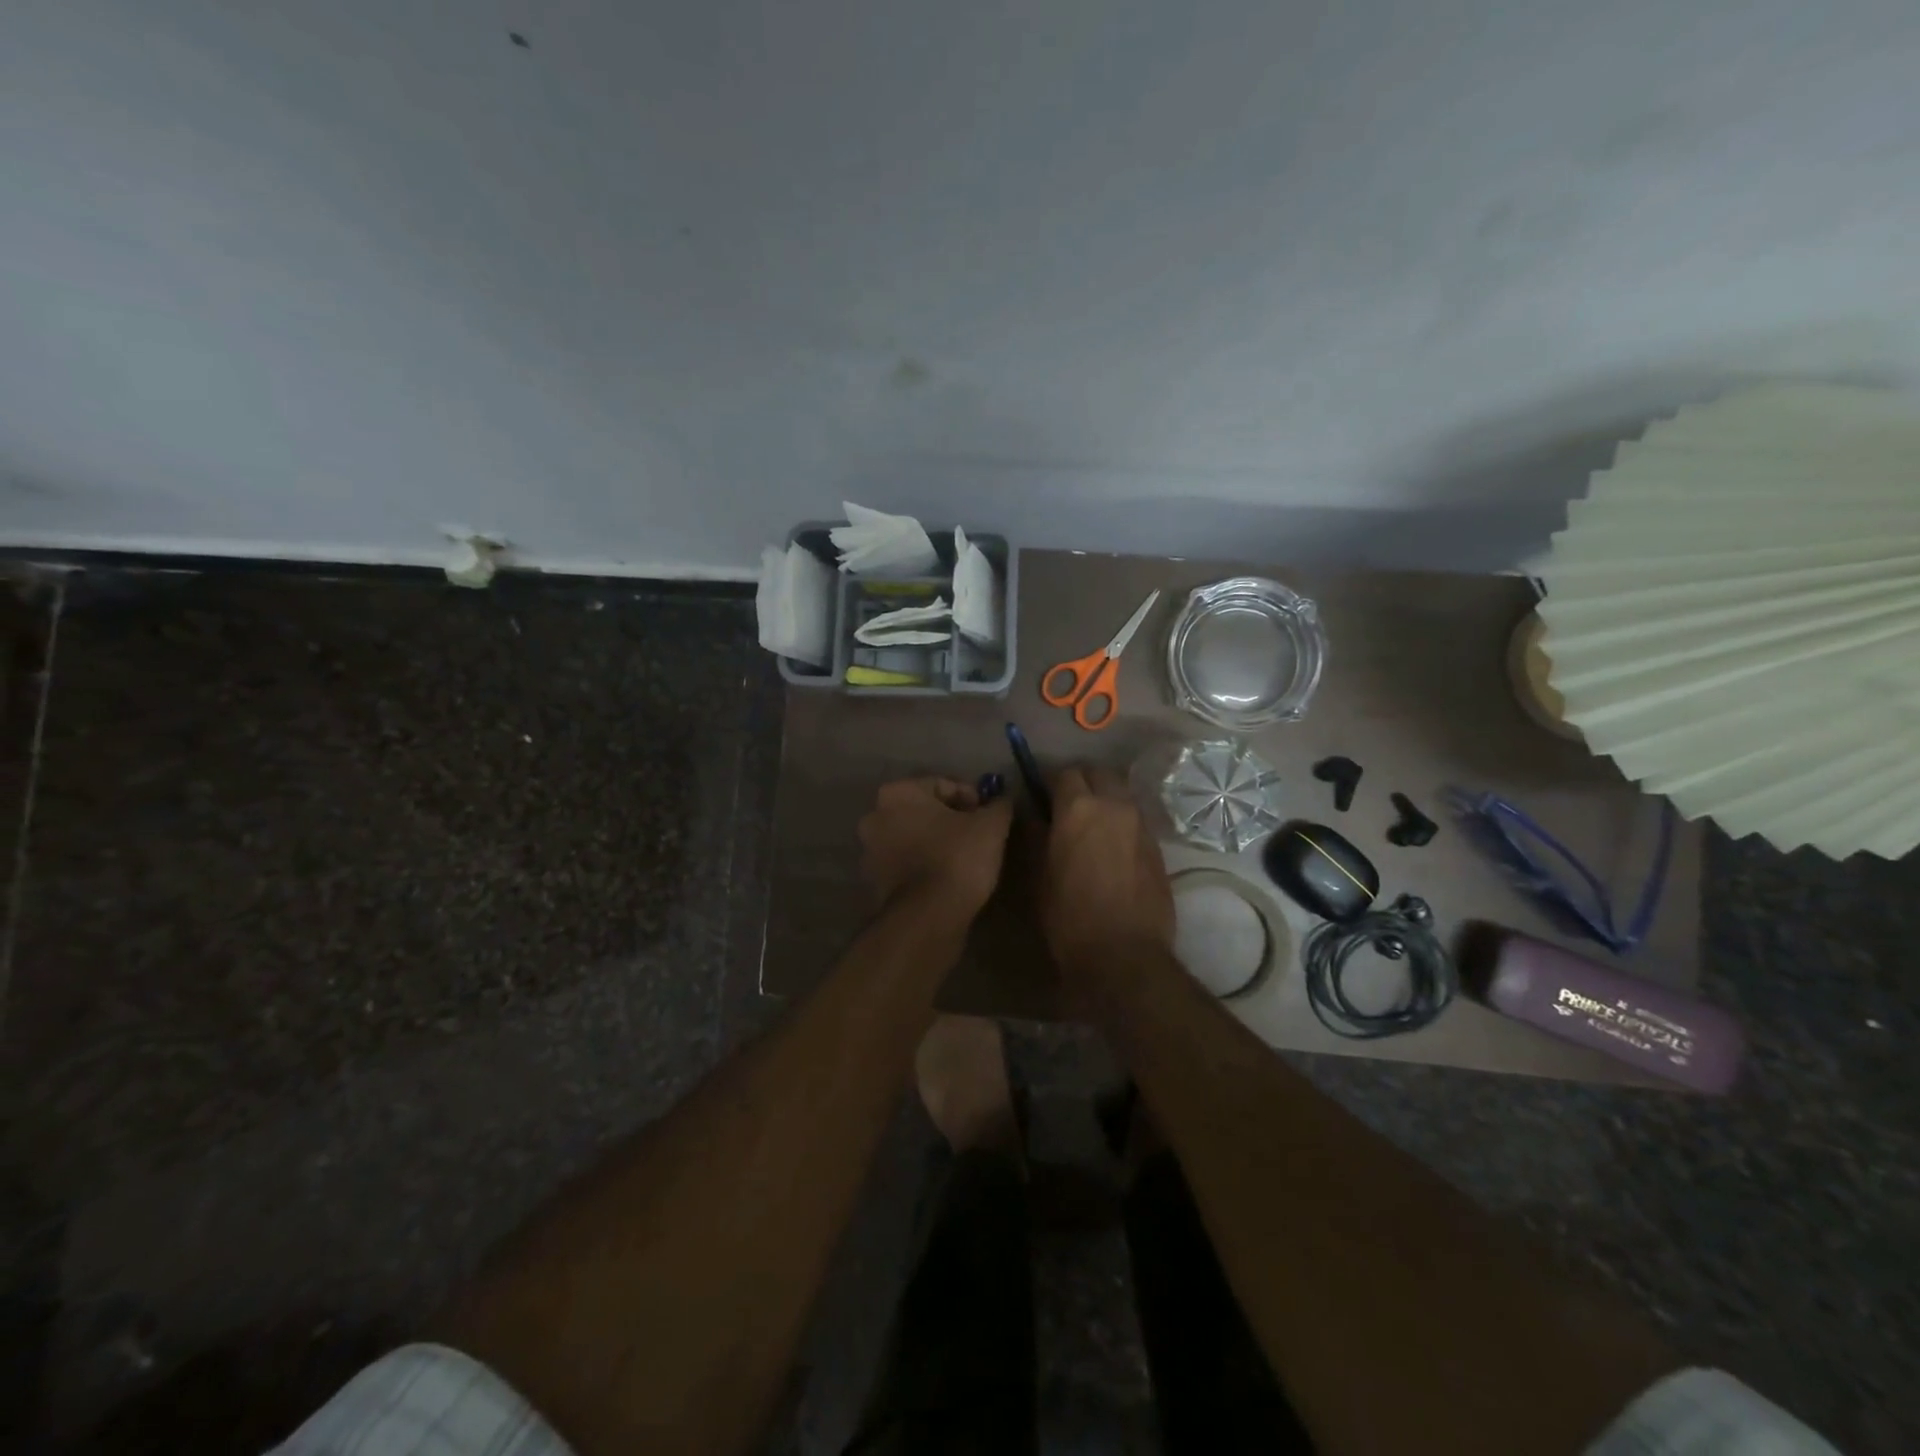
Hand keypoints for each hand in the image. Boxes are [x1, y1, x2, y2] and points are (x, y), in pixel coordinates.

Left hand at [858, 777, 1013, 919]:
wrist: (928, 918)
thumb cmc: (957, 858)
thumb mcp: (991, 825)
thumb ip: (999, 805)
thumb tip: (1003, 800)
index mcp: (897, 793)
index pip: (943, 785)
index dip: (972, 798)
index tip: (989, 816)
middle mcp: (874, 817)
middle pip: (924, 811)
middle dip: (951, 820)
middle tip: (979, 836)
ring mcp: (869, 852)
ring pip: (913, 838)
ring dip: (935, 842)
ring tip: (965, 859)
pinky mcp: (873, 883)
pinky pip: (906, 864)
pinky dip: (924, 865)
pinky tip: (947, 878)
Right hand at [1037, 766, 1174, 973]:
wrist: (1124, 955)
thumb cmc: (1069, 916)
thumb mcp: (1039, 876)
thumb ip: (1036, 836)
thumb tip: (1033, 815)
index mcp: (1078, 808)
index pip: (1064, 773)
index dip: (1051, 784)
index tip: (1042, 800)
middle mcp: (1114, 806)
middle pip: (1099, 774)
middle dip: (1083, 782)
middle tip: (1068, 807)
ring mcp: (1141, 825)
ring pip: (1122, 794)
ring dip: (1105, 799)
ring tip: (1092, 826)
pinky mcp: (1158, 847)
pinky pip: (1136, 820)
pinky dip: (1122, 822)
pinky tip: (1112, 849)